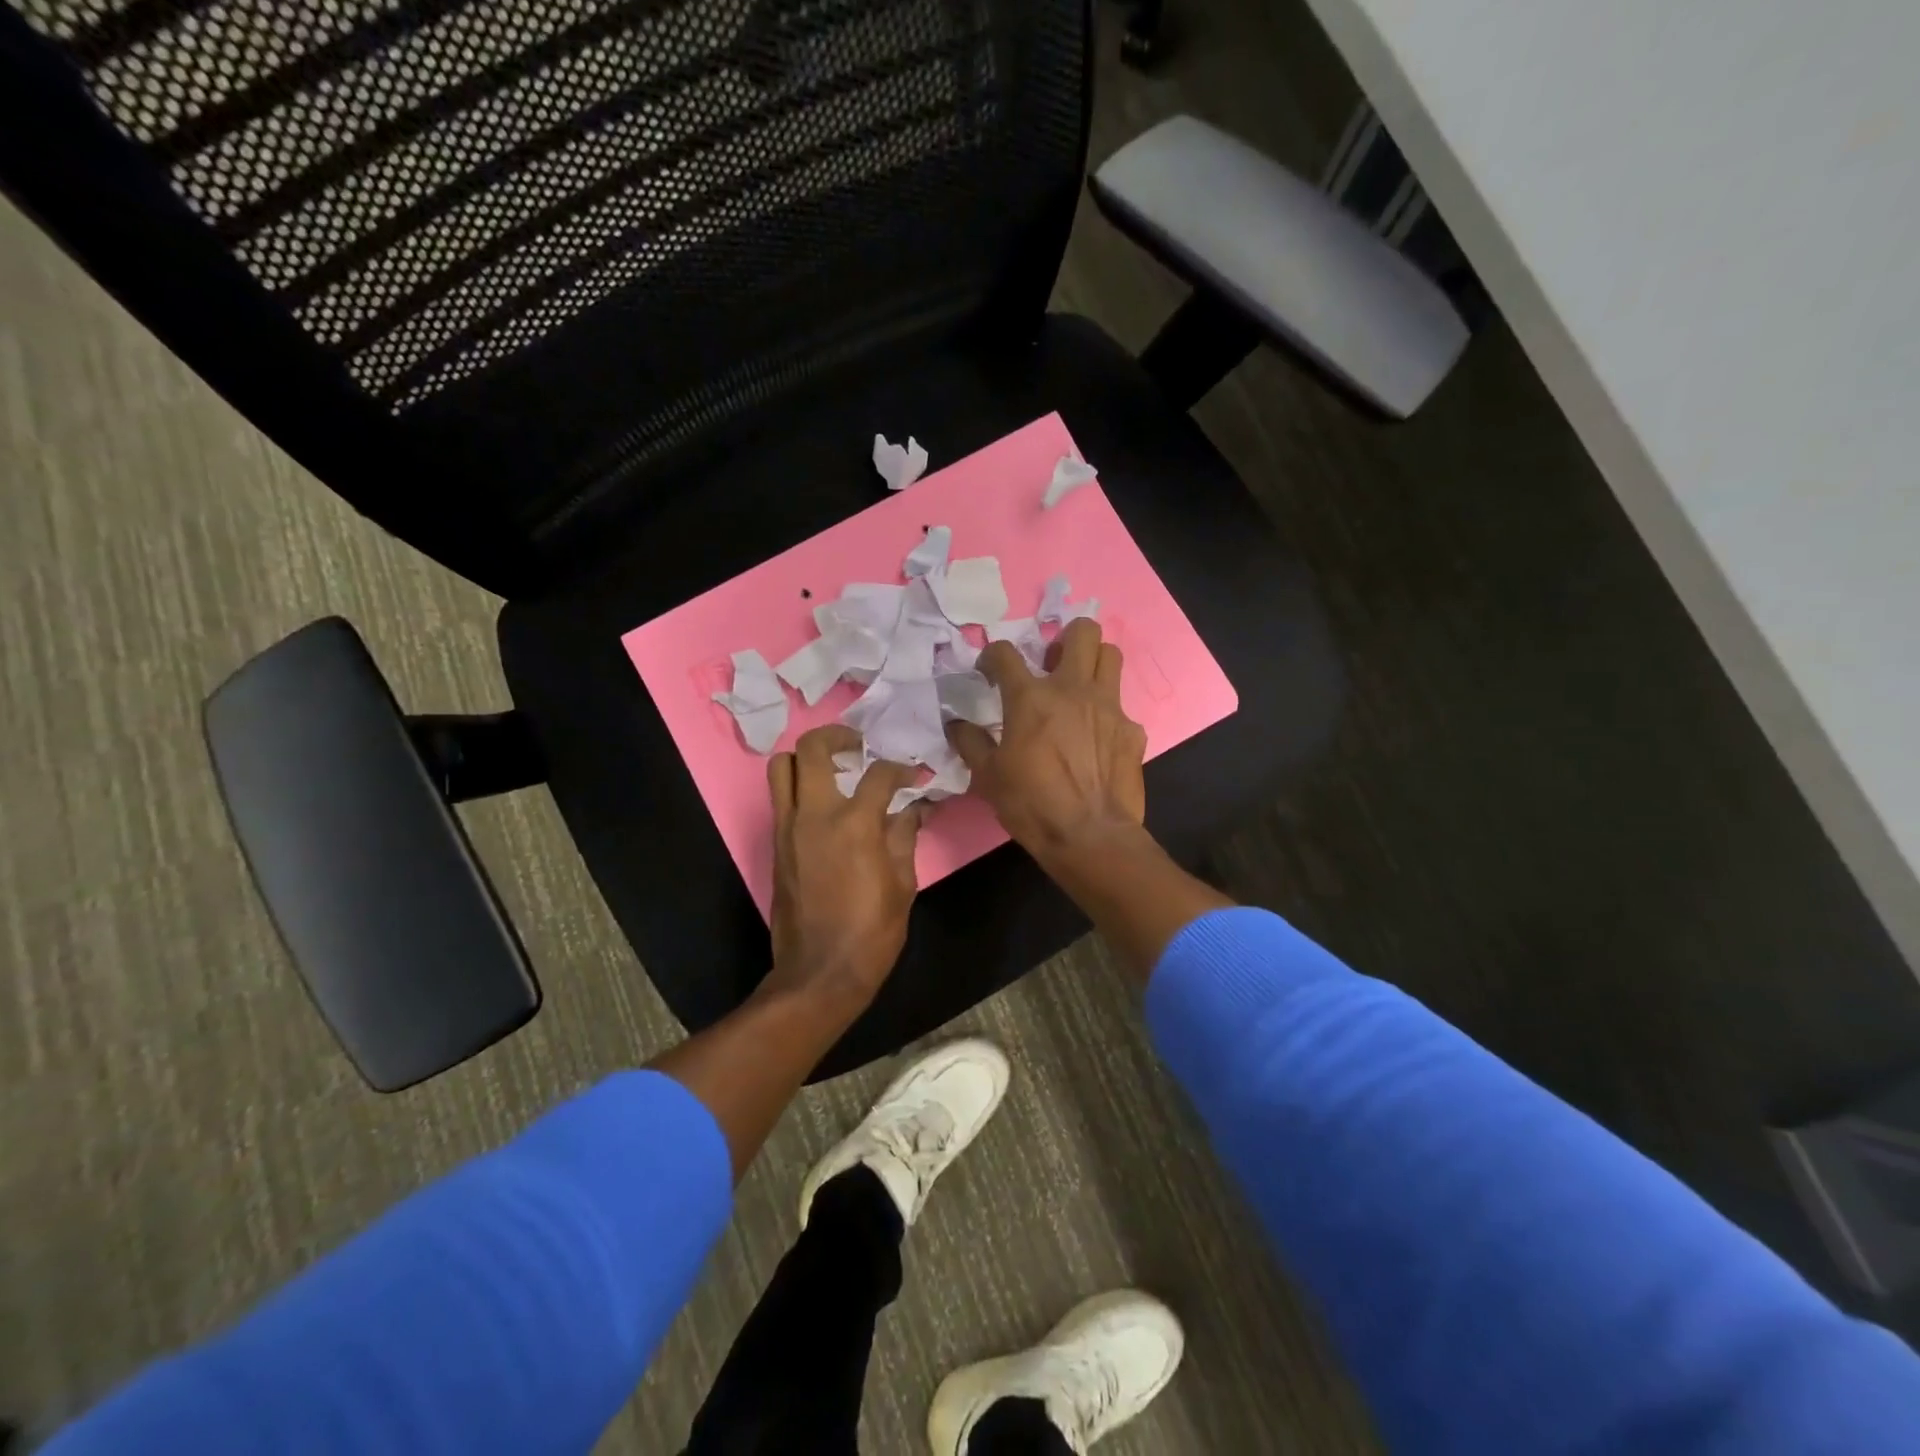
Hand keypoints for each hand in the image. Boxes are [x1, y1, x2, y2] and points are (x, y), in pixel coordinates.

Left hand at [763, 725, 924, 1013]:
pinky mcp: (775, 845)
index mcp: (854, 823)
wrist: (819, 973)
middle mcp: (814, 815)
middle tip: (859, 747)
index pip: (878, 774)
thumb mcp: (902, 884)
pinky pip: (780, 798)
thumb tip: (915, 807)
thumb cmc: (871, 932)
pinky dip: (799, 786)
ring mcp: (788, 828)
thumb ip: (905, 836)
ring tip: (834, 768)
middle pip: (812, 748)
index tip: (914, 775)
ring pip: (781, 767)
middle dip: (838, 737)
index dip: (901, 768)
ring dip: (807, 758)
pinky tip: (825, 804)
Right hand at [947, 618, 1146, 861]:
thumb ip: (971, 743)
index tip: (989, 670)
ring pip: (1111, 656)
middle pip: (1082, 631)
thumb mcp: (988, 777)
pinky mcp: (1132, 730)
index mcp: (1031, 698)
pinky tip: (1098, 738)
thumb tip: (957, 724)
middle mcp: (1073, 689)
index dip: (992, 655)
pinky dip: (1107, 714)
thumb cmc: (1031, 805)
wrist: (1090, 837)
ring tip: (1080, 684)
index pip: (1005, 653)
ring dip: (1094, 661)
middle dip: (1066, 637)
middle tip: (1053, 662)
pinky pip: (1121, 706)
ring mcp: (1109, 707)